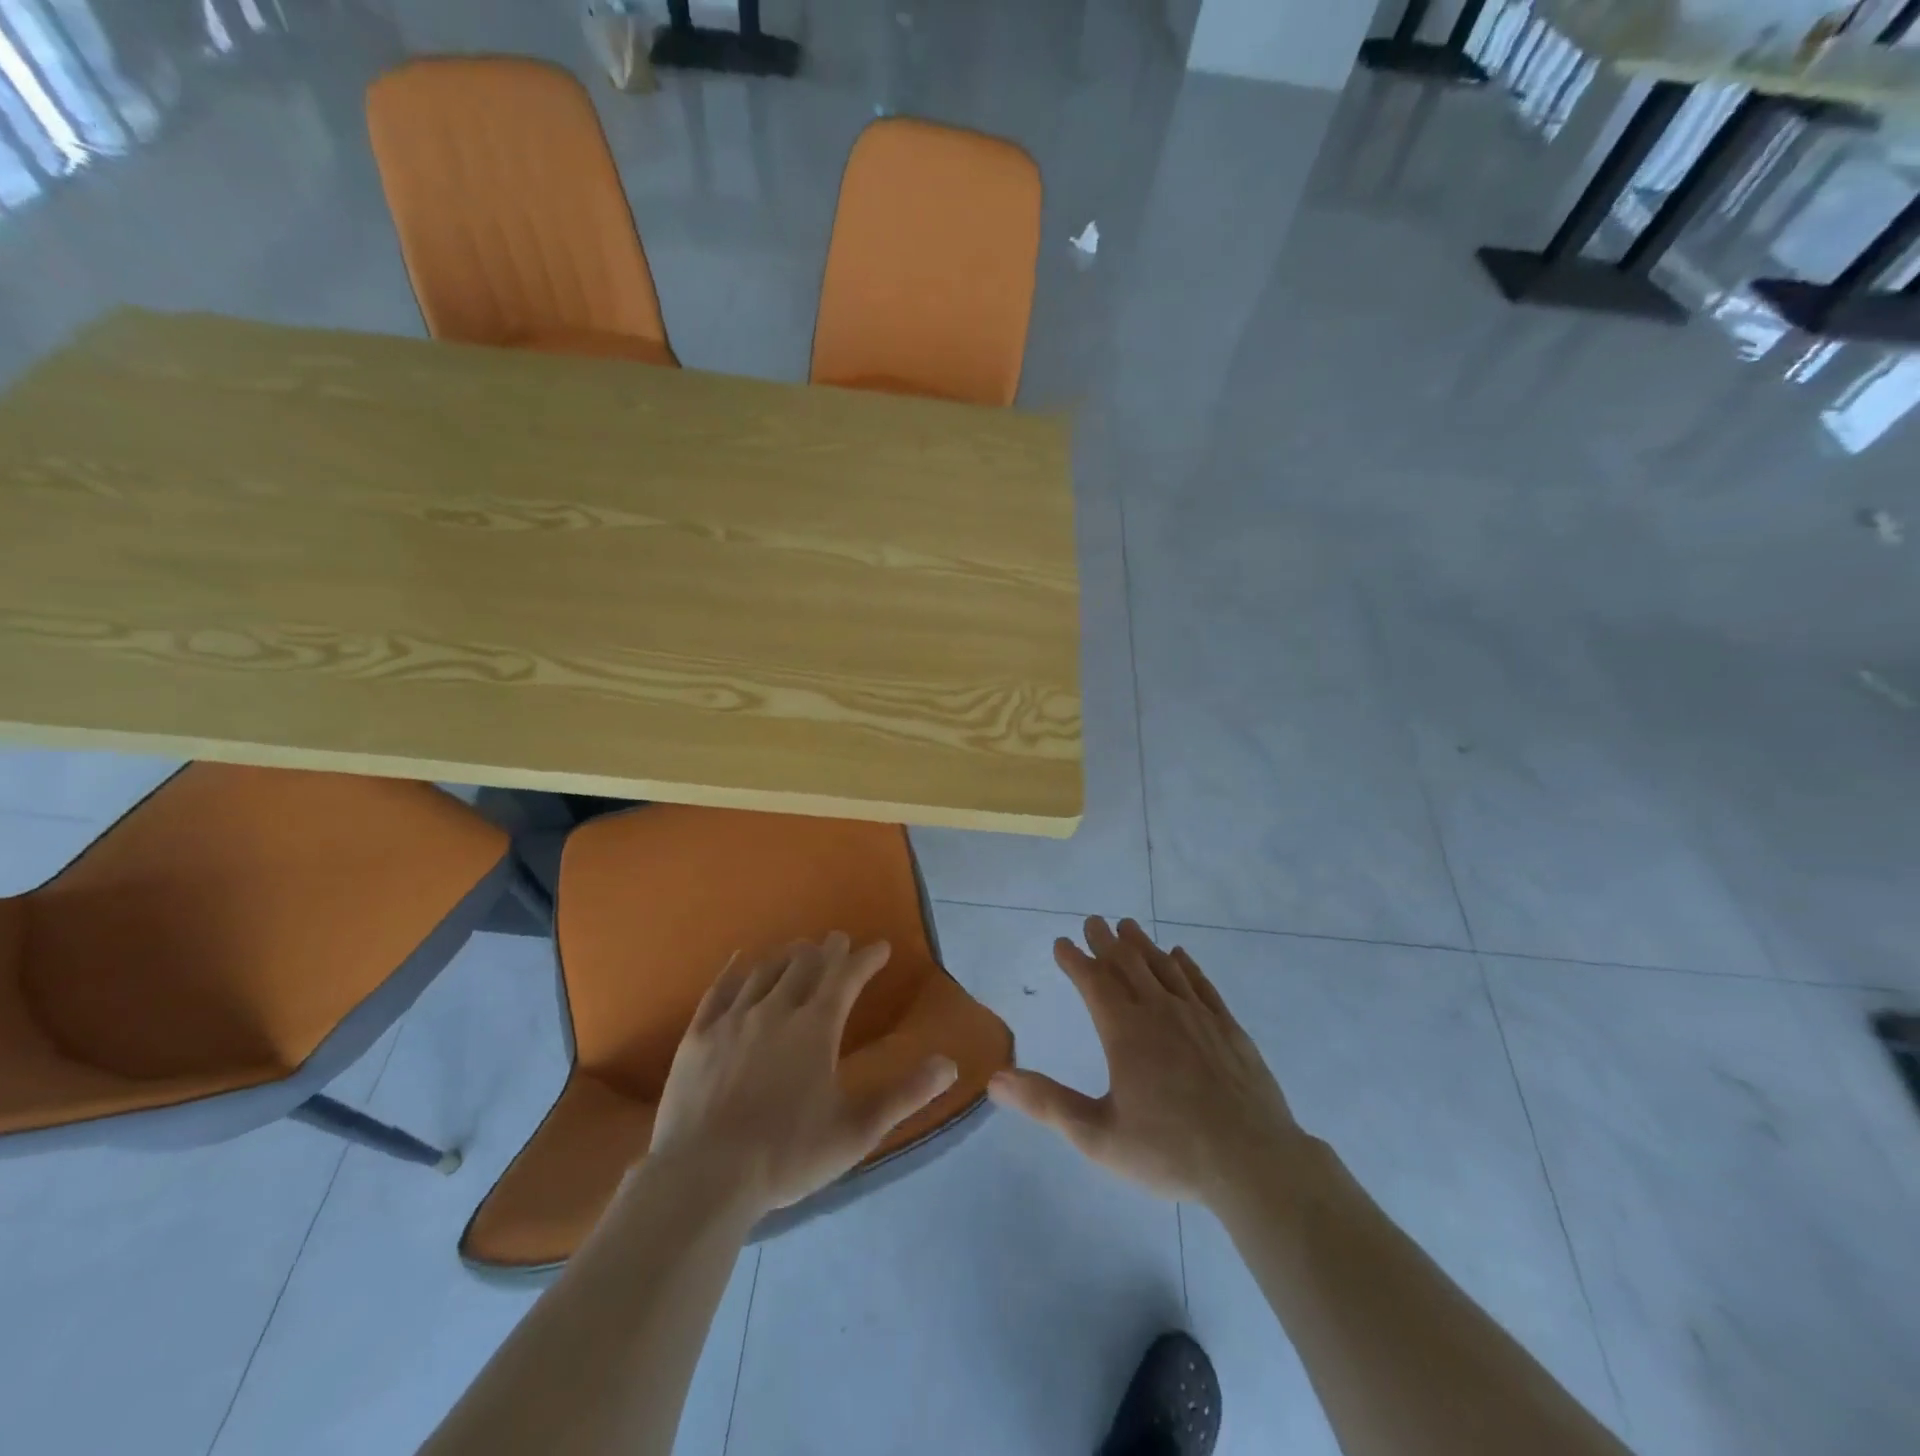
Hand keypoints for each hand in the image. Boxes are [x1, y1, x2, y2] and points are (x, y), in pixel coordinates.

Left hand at [647, 932, 958, 1215]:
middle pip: (805, 964)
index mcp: (815, 1027)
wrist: (702, 1179)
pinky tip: (741, 962)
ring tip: (798, 948)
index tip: (881, 947)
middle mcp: (775, 1010)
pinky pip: (719, 989)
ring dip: (787, 955)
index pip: (848, 976)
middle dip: (827, 949)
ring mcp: (732, 1019)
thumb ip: (906, 1095)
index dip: (867, 958)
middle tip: (838, 941)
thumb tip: (950, 1064)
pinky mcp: (698, 1035)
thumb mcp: (857, 1130)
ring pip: (765, 971)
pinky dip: (736, 971)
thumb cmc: (787, 1155)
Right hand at [988, 917, 1303, 1206]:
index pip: (1093, 982)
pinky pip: (1202, 984)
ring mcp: (1198, 1016)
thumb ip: (1047, 1104)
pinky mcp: (1229, 1028)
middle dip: (1106, 941)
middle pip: (1128, 964)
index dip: (1075, 960)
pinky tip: (1180, 955)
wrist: (1255, 1163)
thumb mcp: (1098, 1136)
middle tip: (1094, 920)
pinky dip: (1186, 965)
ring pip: (1164, 967)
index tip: (1061, 942)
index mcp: (1126, 1032)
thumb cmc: (1170, 1151)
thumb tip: (996, 1078)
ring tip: (1128, 926)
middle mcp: (1160, 1012)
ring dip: (1142, 944)